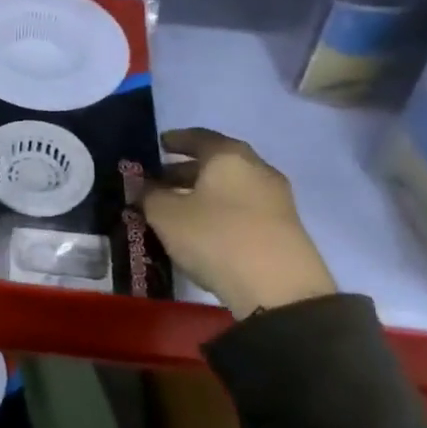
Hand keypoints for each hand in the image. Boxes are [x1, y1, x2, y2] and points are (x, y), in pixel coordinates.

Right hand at [142, 128, 335, 316]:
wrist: (280, 290)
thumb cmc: (216, 238)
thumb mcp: (166, 216)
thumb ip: (149, 195)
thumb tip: (142, 187)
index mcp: (229, 156)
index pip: (198, 137)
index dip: (176, 140)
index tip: (159, 144)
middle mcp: (257, 169)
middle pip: (216, 162)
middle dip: (186, 170)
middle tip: (159, 182)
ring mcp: (276, 199)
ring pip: (230, 186)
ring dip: (203, 192)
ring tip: (177, 208)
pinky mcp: (283, 228)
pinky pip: (243, 208)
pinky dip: (220, 210)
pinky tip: (203, 228)